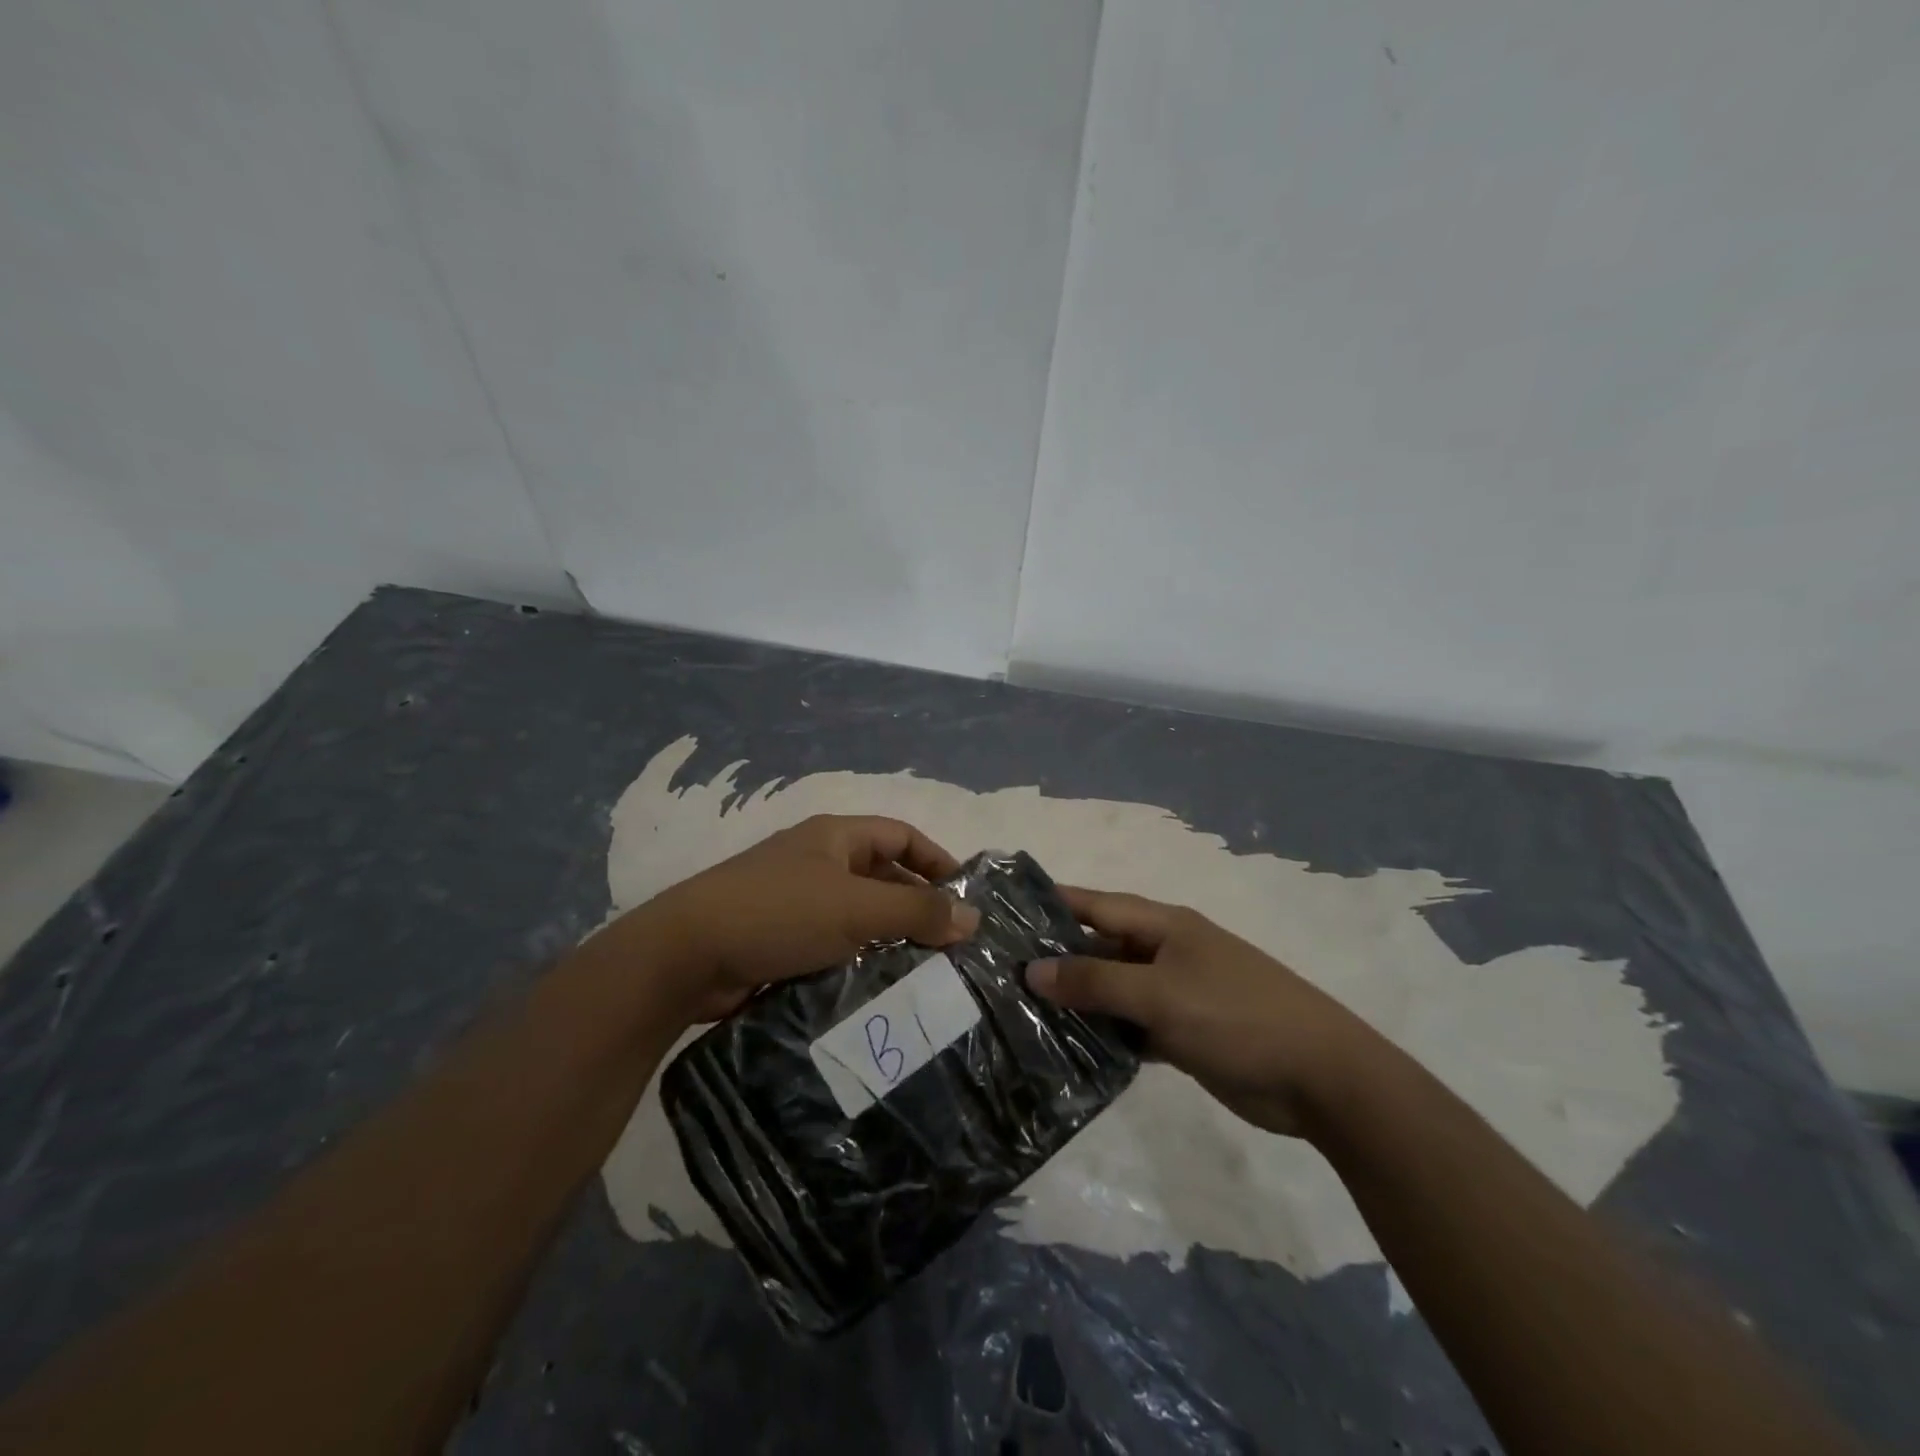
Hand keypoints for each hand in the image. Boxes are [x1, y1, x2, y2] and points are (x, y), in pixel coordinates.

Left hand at [614, 815, 980, 1024]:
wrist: (685, 956)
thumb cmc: (778, 913)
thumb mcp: (856, 908)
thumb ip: (916, 912)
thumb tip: (973, 918)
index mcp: (835, 837)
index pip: (901, 835)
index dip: (937, 860)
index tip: (966, 898)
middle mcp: (818, 862)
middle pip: (882, 876)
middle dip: (917, 906)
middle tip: (952, 946)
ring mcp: (797, 902)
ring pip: (859, 915)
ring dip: (890, 939)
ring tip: (927, 973)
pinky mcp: (781, 940)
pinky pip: (834, 944)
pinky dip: (859, 961)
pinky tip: (880, 990)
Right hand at [1028, 888, 1382, 1137]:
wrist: (1320, 1077)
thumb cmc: (1236, 1016)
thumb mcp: (1160, 994)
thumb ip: (1095, 982)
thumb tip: (1033, 971)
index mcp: (1164, 926)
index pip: (1096, 904)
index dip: (1053, 904)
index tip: (1006, 909)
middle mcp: (1166, 952)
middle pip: (1101, 947)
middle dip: (1057, 958)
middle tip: (1001, 973)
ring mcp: (1176, 993)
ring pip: (1114, 990)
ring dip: (1079, 1001)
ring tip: (1022, 1012)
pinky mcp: (1184, 1033)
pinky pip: (1132, 1026)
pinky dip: (1106, 1035)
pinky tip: (1069, 1050)